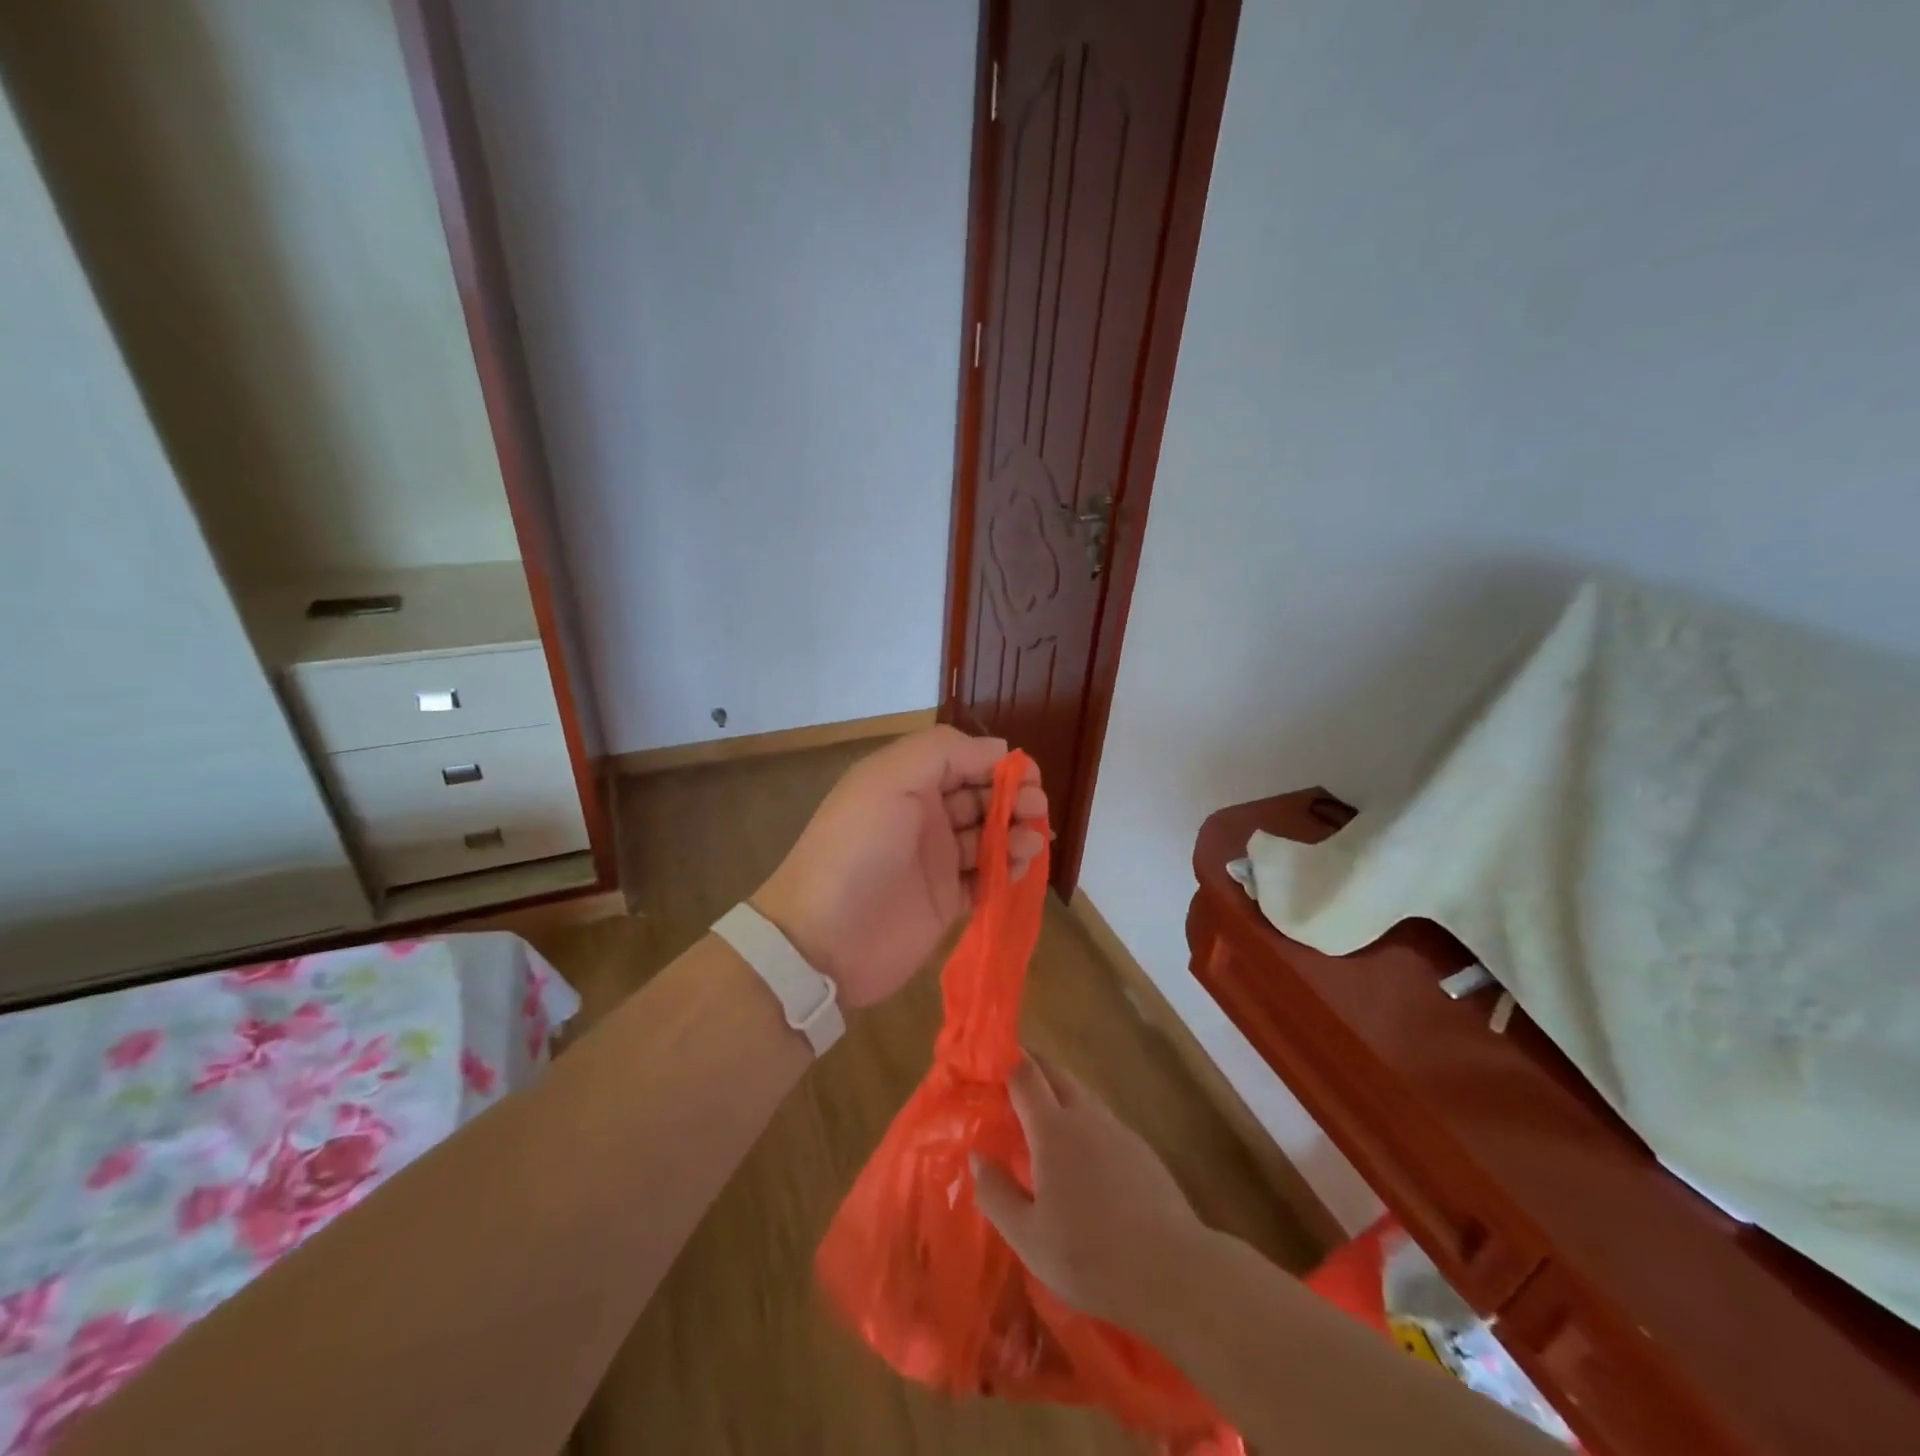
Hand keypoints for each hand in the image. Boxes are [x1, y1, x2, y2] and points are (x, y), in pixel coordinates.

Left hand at [751, 726, 1046, 1007]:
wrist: (823, 939)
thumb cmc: (858, 849)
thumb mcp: (888, 780)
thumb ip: (942, 752)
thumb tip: (998, 751)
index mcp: (907, 782)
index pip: (963, 760)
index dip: (997, 764)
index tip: (1029, 777)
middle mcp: (923, 816)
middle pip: (981, 797)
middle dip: (1013, 798)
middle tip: (1036, 810)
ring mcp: (934, 861)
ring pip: (988, 837)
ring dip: (1015, 833)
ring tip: (1030, 842)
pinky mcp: (944, 901)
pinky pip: (985, 879)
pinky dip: (1007, 871)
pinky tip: (1018, 869)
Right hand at [971, 1053, 1209, 1327]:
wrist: (1174, 1271)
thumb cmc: (1091, 1256)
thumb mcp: (1029, 1238)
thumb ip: (996, 1193)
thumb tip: (976, 1156)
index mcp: (1053, 1129)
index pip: (1024, 1073)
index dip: (1003, 1061)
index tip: (984, 1064)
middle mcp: (1085, 1116)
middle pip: (1054, 1071)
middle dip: (1028, 1065)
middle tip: (1005, 1081)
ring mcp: (1116, 1129)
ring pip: (1079, 1092)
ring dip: (1054, 1090)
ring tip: (1036, 1118)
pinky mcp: (1139, 1148)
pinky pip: (1099, 1117)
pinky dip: (1079, 1117)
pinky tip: (1076, 1154)